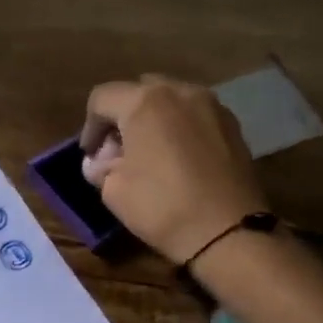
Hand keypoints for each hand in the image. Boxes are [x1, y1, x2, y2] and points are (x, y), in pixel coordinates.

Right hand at [79, 75, 267, 263]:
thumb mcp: (113, 190)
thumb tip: (102, 162)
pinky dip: (179, 128)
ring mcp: (212, 106)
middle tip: (118, 150)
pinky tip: (177, 159)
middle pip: (139, 91)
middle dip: (123, 116)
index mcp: (145, 102)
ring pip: (171, 100)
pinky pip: (194, 116)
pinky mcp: (233, 125)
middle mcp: (180, 92)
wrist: (226, 231)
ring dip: (153, 120)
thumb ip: (102, 167)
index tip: (91, 156)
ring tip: (149, 153)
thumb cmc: (161, 206)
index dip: (89, 126)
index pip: (102, 98)